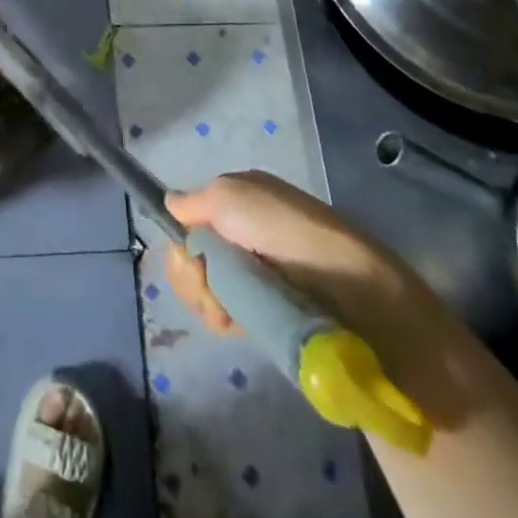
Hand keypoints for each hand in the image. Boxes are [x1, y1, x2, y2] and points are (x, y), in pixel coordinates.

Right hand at [164, 172, 446, 348]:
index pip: (190, 219)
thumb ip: (193, 200)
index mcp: (238, 200)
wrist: (346, 288)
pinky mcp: (264, 313)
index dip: (183, 237)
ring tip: (228, 308)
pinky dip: (224, 317)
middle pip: (191, 256)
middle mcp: (242, 235)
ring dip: (207, 297)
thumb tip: (171, 203)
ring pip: (203, 288)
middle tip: (209, 280)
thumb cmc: (283, 228)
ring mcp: (253, 276)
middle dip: (192, 272)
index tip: (190, 250)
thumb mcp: (230, 194)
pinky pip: (224, 314)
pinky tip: (237, 322)